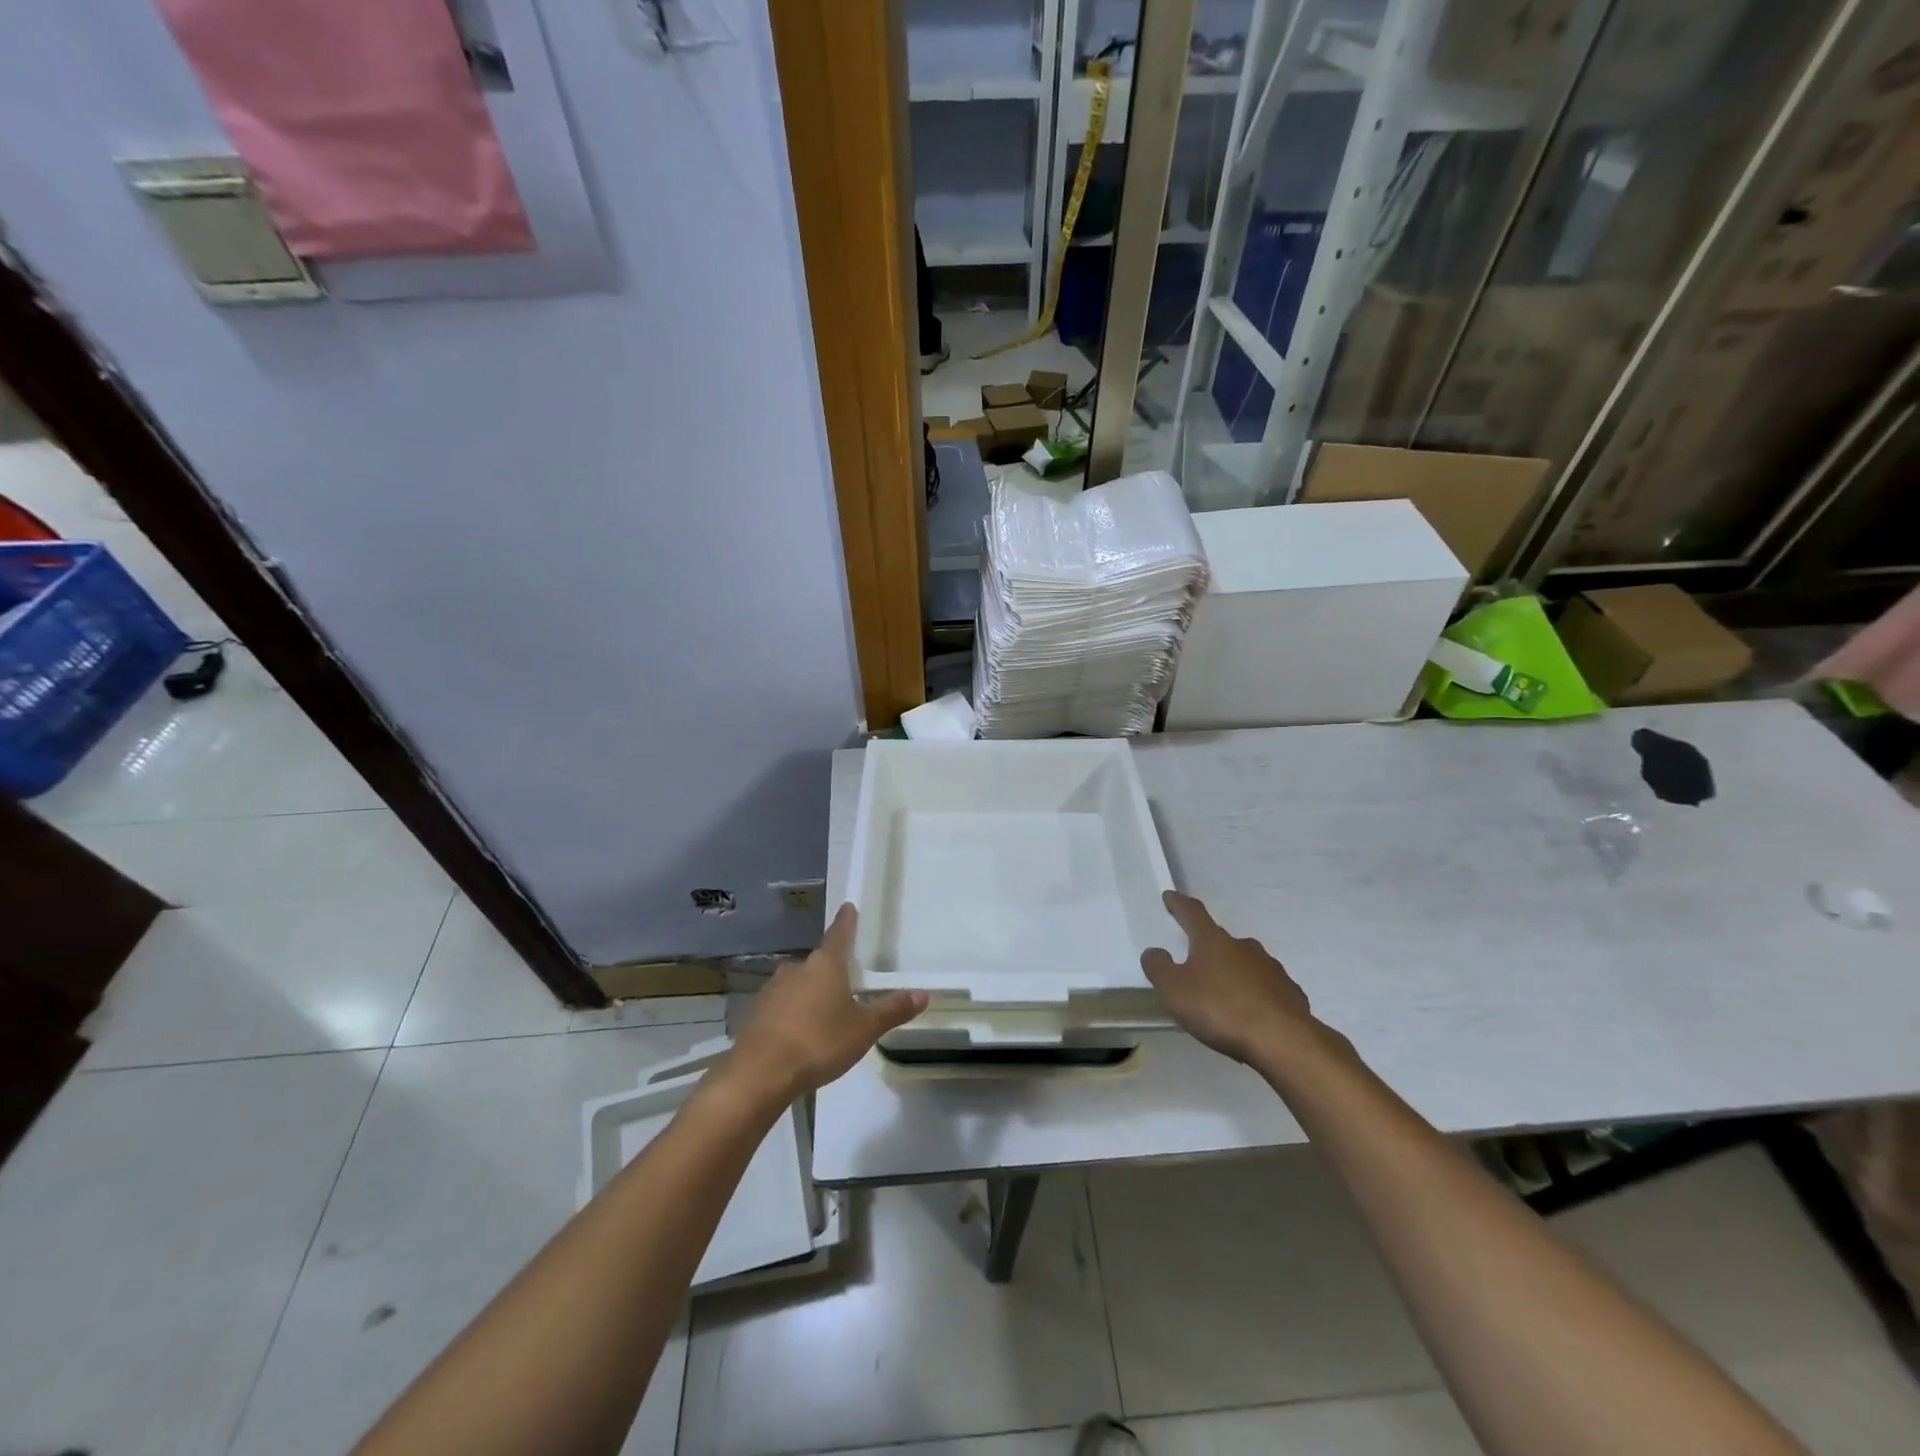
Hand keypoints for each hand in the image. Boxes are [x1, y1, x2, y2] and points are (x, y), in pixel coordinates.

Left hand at [733, 904, 925, 1099]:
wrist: (760, 1073)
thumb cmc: (819, 1041)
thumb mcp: (864, 1029)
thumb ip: (892, 1010)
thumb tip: (923, 994)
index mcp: (825, 964)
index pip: (840, 934)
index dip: (847, 921)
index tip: (848, 907)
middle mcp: (797, 968)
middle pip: (818, 963)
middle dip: (831, 970)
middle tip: (846, 983)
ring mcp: (772, 990)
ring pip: (797, 984)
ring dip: (810, 993)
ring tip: (824, 1014)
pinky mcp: (756, 1013)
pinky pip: (781, 1006)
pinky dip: (792, 1014)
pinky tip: (799, 1034)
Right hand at [1141, 891, 1319, 1065]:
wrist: (1283, 1040)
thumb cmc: (1220, 1009)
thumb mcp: (1175, 990)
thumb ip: (1159, 968)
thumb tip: (1155, 952)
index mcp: (1213, 941)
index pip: (1193, 913)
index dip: (1179, 904)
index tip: (1170, 896)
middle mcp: (1244, 947)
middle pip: (1222, 940)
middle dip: (1208, 948)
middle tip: (1197, 962)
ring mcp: (1271, 969)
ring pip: (1247, 964)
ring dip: (1234, 973)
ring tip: (1224, 994)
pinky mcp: (1291, 994)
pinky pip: (1267, 989)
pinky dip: (1256, 995)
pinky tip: (1253, 1014)